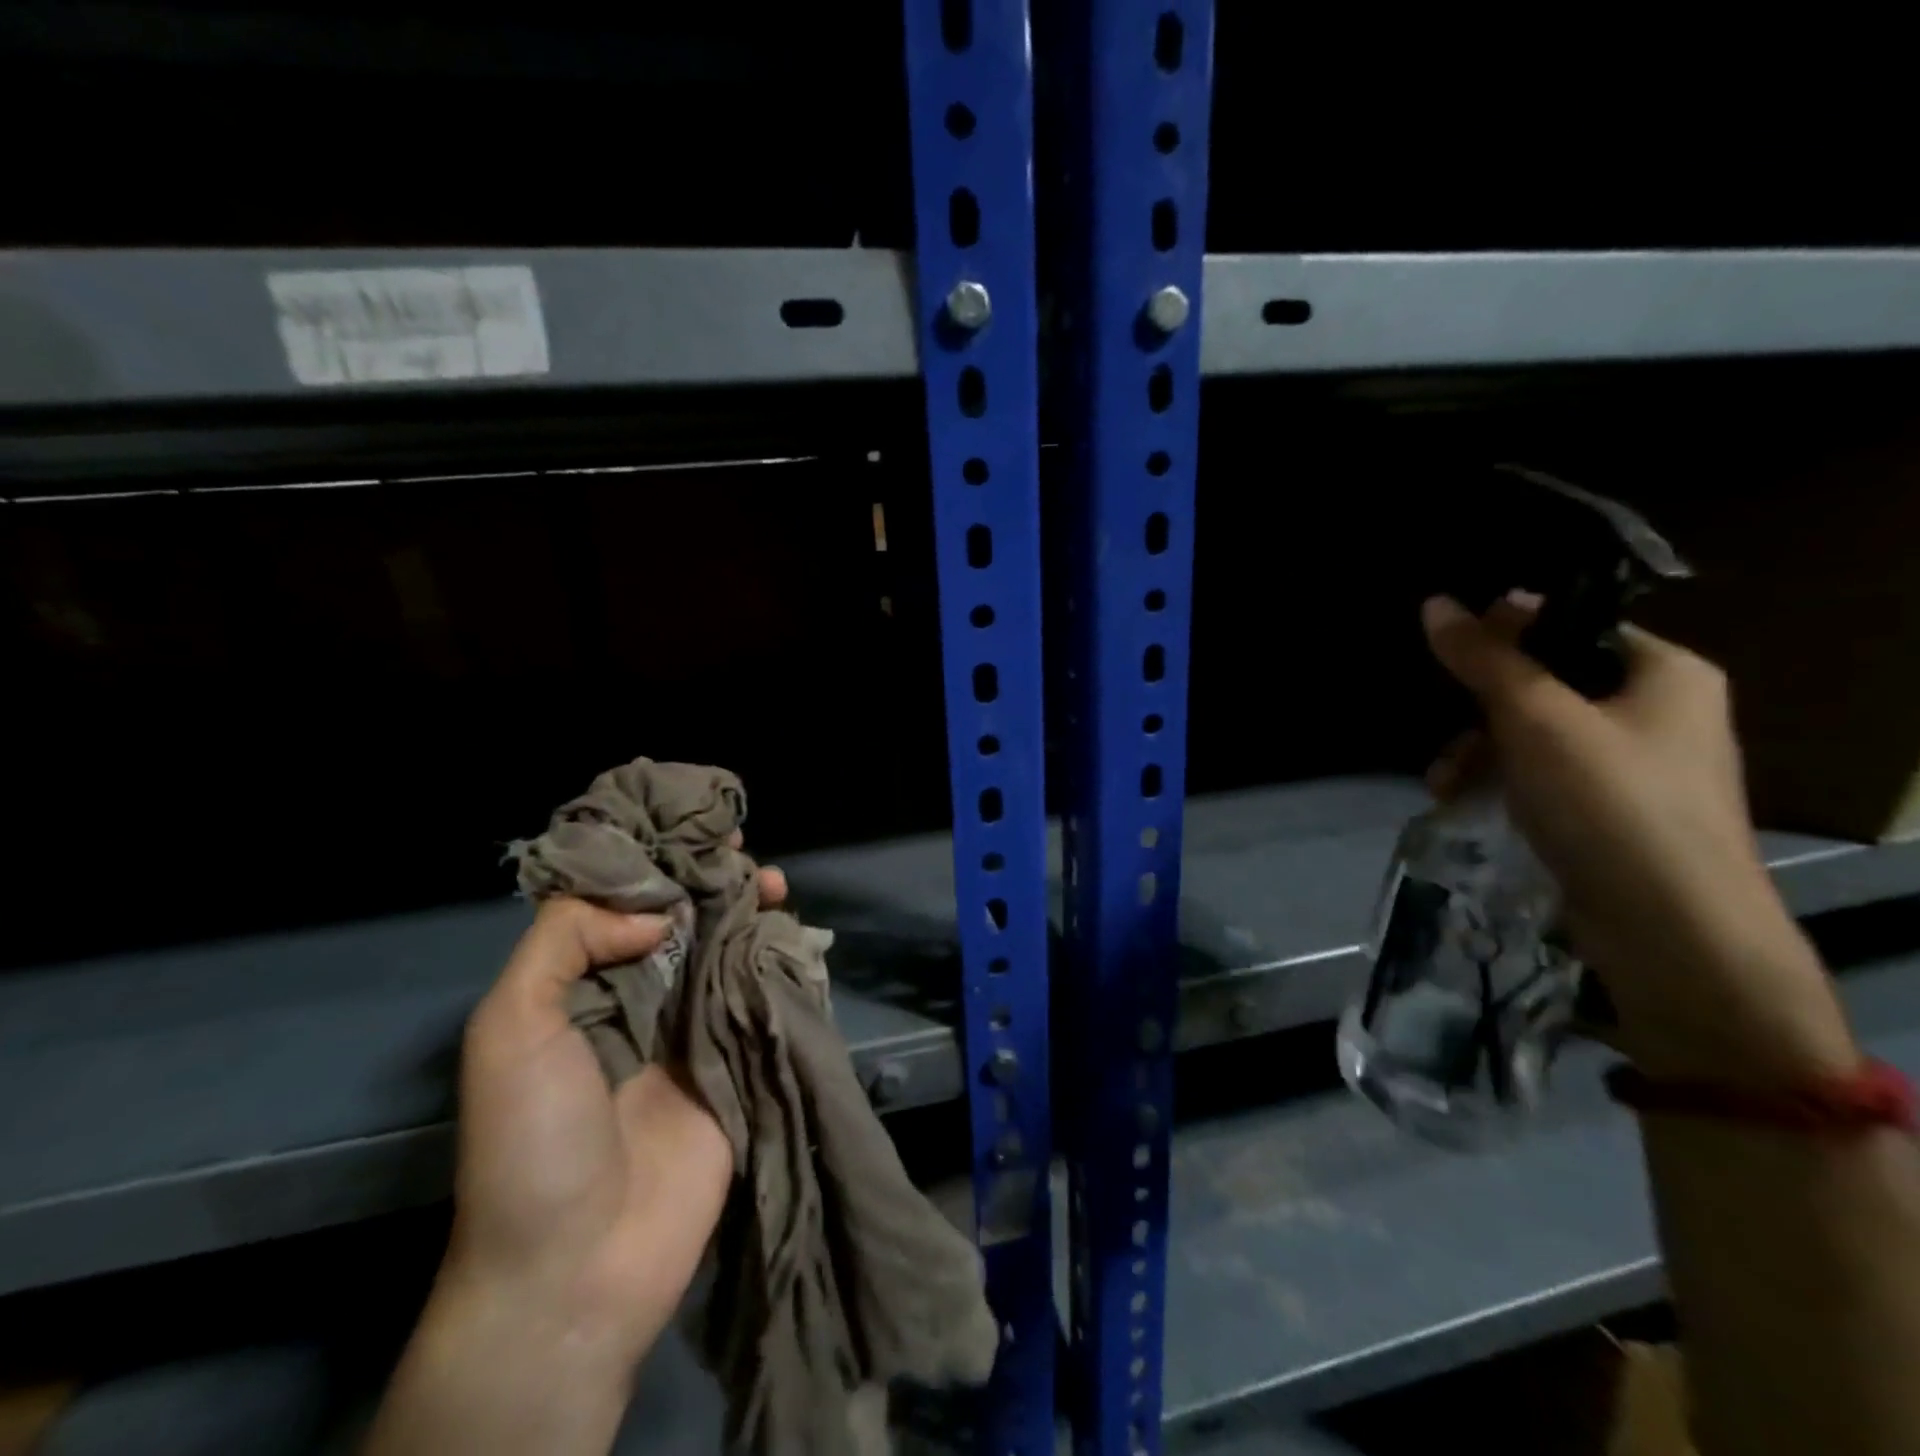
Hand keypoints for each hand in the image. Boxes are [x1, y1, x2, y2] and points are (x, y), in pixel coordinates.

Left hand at [449, 854, 787, 1361]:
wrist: (581, 1266)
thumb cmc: (534, 1141)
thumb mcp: (511, 1028)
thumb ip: (564, 942)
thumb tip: (655, 914)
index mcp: (583, 986)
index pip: (623, 905)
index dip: (654, 863)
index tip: (688, 826)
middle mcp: (641, 999)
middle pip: (683, 920)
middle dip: (710, 880)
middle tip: (740, 847)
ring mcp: (694, 1031)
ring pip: (727, 950)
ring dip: (750, 911)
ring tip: (772, 881)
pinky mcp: (738, 1061)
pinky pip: (761, 996)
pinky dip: (779, 959)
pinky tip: (793, 931)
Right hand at [1422, 594, 1858, 1088]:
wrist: (1671, 931)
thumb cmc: (1610, 804)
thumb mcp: (1536, 719)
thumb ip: (1486, 659)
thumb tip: (1434, 603)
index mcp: (1666, 672)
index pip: (1574, 625)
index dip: (1509, 632)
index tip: (1452, 652)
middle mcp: (1659, 711)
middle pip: (1547, 681)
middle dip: (1481, 707)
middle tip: (1445, 729)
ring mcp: (1635, 766)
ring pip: (1535, 732)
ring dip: (1479, 750)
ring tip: (1441, 782)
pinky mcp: (1609, 812)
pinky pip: (1541, 775)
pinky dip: (1499, 781)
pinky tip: (1459, 801)